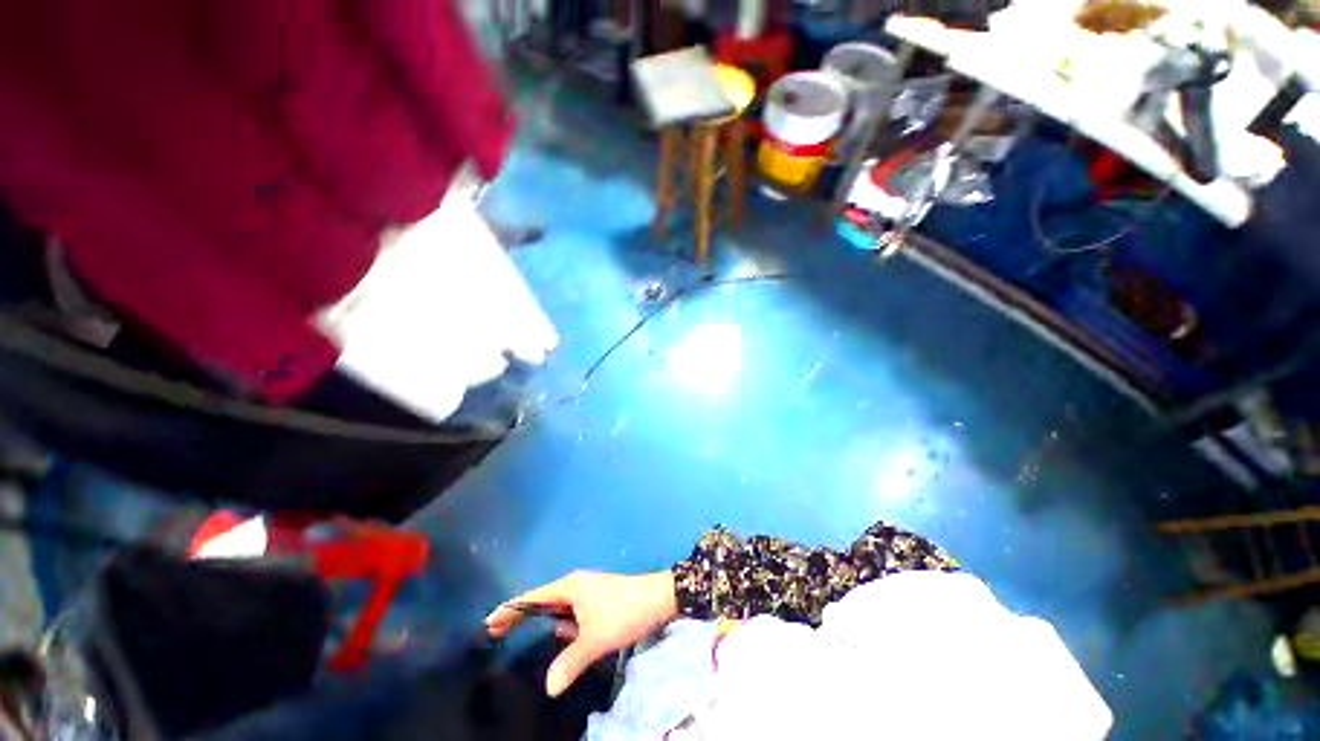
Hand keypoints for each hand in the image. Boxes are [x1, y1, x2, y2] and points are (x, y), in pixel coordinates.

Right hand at [485, 570, 677, 696]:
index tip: (488, 623)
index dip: (510, 610)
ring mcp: (588, 592)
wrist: (658, 598)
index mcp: (570, 586)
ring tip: (520, 632)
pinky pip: (572, 614)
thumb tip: (548, 688)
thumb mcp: (595, 640)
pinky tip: (562, 637)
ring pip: (558, 608)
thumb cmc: (624, 613)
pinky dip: (563, 625)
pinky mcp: (598, 601)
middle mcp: (576, 585)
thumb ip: (569, 663)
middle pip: (541, 601)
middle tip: (496, 633)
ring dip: (542, 620)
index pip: (532, 598)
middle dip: (520, 616)